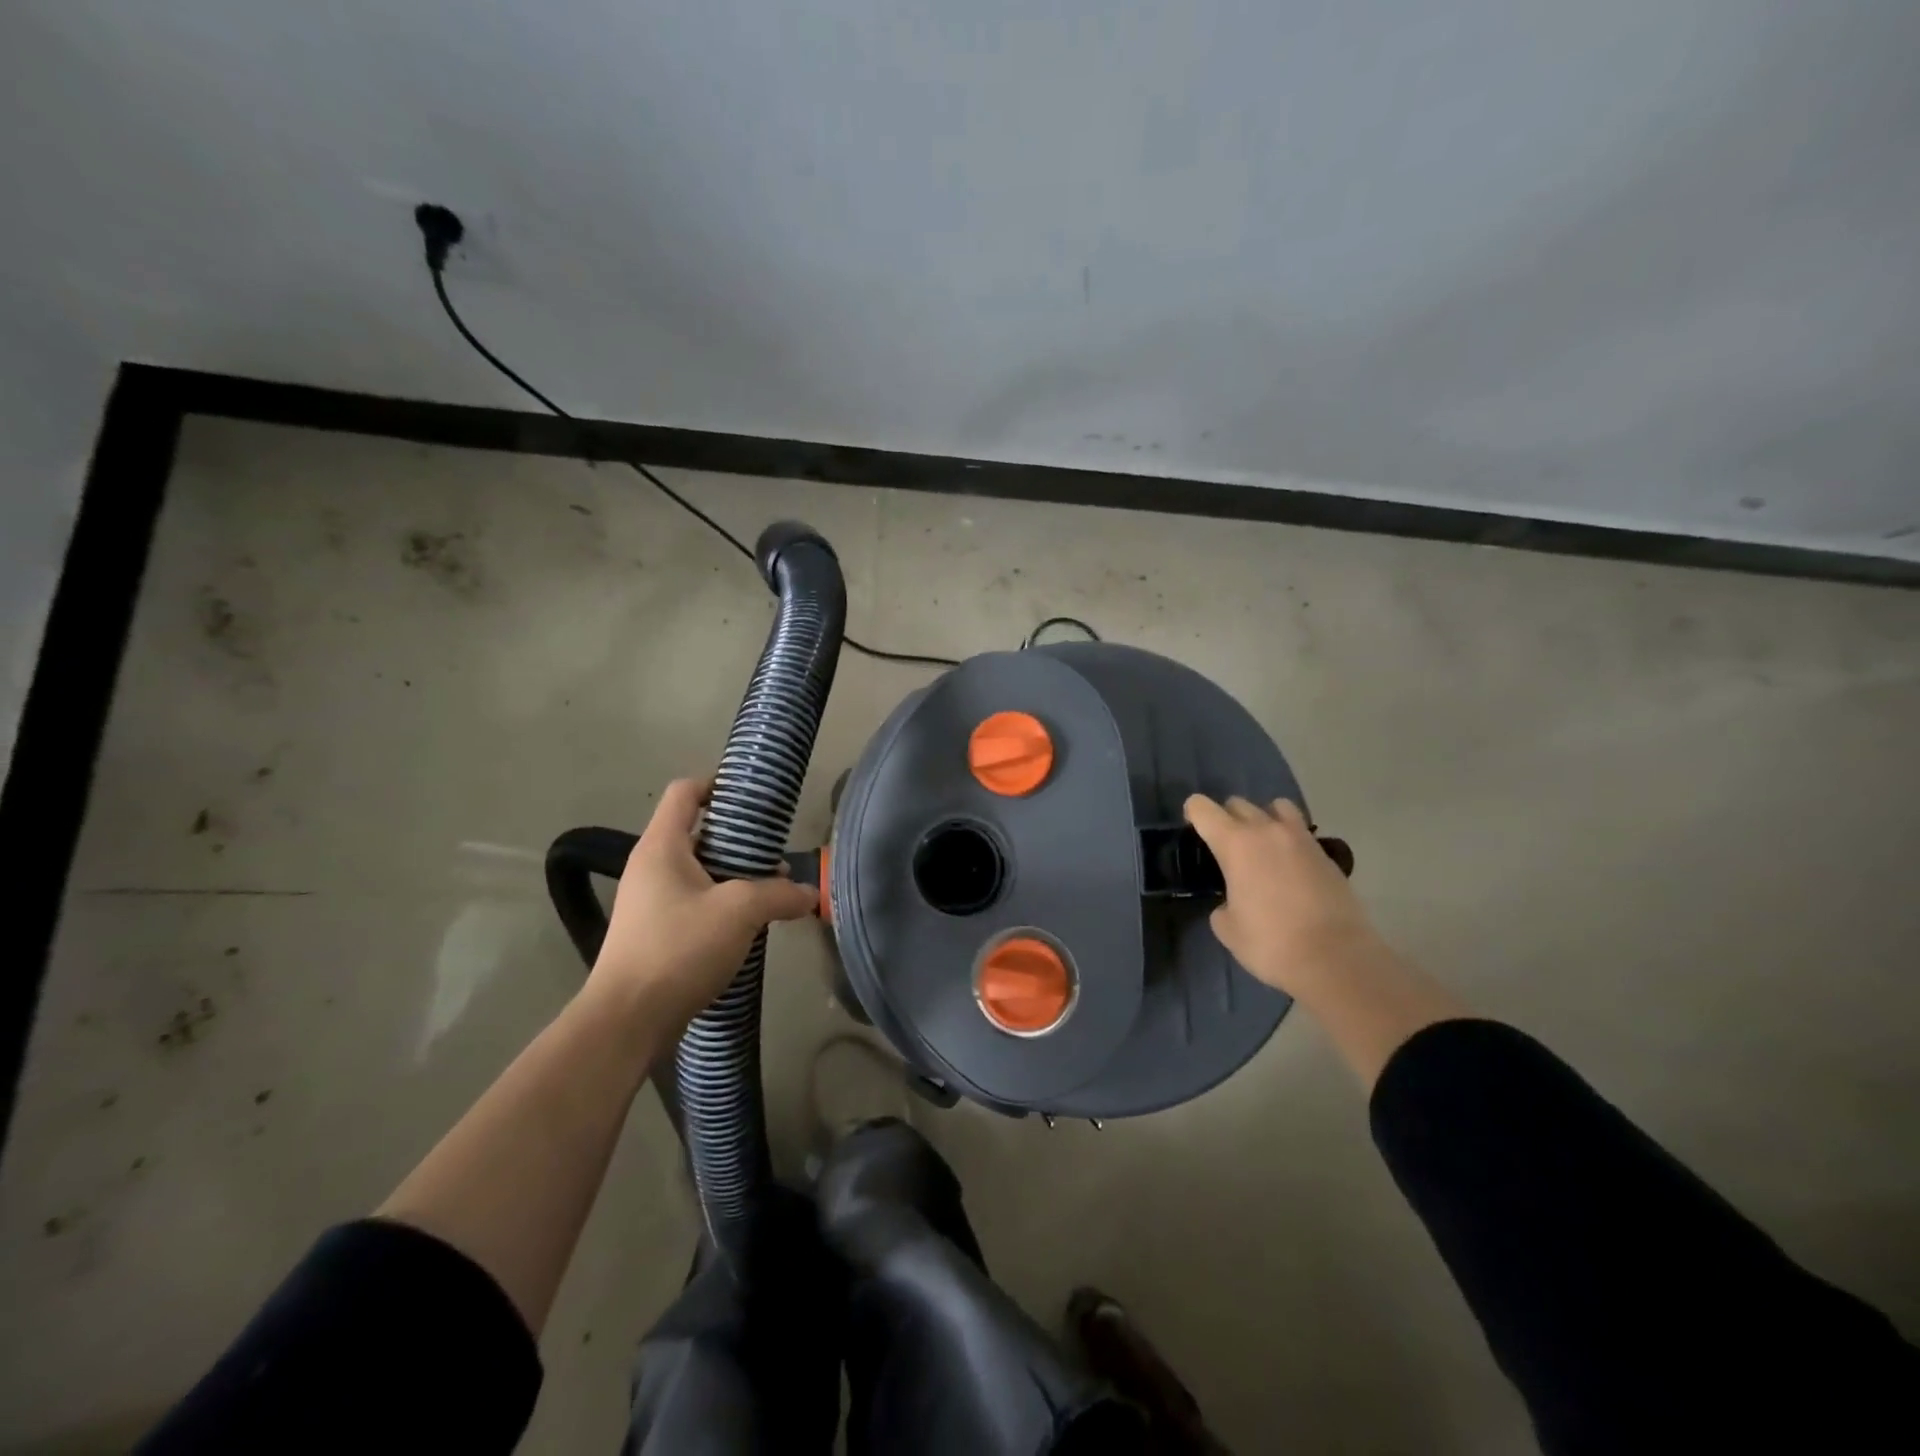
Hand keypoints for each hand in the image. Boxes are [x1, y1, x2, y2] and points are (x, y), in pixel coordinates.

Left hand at [587, 777, 816, 1029]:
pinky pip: (694, 903)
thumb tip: (810, 893)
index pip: (685, 792)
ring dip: (735, 876)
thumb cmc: (678, 948)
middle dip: (740, 839)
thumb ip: (779, 894)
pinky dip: (722, 905)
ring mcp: (650, 902)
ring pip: (699, 872)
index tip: (754, 800)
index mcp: (662, 846)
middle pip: (698, 832)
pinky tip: (749, 926)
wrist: (627, 1021)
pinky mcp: (654, 934)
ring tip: (772, 892)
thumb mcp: (740, 912)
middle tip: (775, 854)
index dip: (718, 784)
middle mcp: (651, 867)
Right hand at [1184, 794, 1383, 995]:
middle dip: (1226, 818)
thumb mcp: (1228, 929)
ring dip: (1263, 818)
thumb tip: (1233, 903)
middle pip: (1238, 803)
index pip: (1203, 808)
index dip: (1193, 814)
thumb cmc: (1272, 943)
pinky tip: (1289, 867)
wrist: (1337, 959)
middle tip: (1226, 846)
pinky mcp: (1326, 855)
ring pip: (1276, 807)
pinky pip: (1300, 832)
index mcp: (1235, 844)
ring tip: (1262, 845)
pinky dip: (1289, 839)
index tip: (1193, 829)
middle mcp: (1267, 831)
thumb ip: (1223, 906)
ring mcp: (1301, 839)